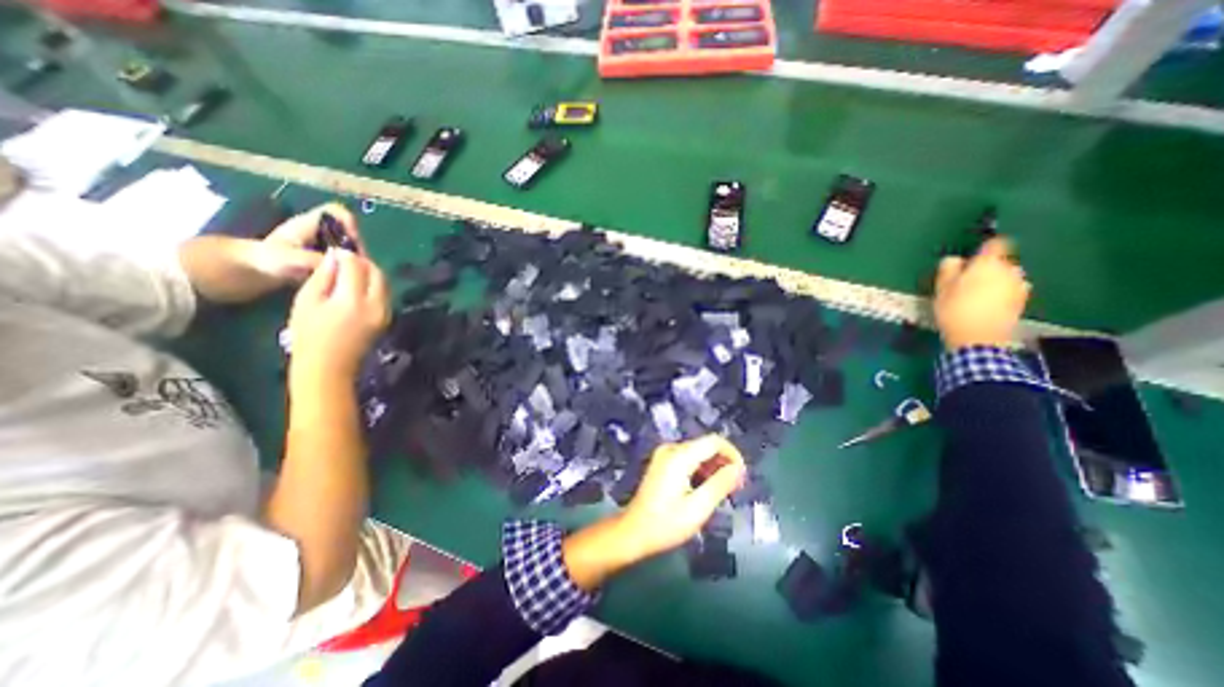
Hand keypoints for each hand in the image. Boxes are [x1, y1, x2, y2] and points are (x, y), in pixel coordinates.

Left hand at [177, 201, 361, 303]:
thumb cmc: (251, 262)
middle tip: (358, 271)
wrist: (227, 276)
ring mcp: (318, 250)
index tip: (355, 249)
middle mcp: (317, 234)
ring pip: (347, 251)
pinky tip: (345, 285)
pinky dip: (347, 273)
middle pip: (348, 234)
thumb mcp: (280, 260)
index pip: (338, 213)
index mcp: (306, 225)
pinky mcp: (319, 265)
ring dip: (354, 264)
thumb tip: (344, 263)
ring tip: (353, 280)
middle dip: (357, 250)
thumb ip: (310, 260)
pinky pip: (342, 265)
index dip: (351, 226)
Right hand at [286, 248, 385, 386]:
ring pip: (384, 283)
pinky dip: (374, 285)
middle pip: (377, 272)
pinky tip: (358, 286)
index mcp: (353, 300)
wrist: (329, 367)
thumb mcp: (307, 301)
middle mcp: (376, 304)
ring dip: (370, 273)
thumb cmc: (309, 335)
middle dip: (363, 261)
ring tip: (351, 271)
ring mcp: (386, 312)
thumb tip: (335, 256)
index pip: (356, 266)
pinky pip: (384, 294)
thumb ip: (324, 276)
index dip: (347, 254)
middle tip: (345, 258)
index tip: (336, 247)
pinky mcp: (387, 318)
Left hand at [560, 436, 745, 589]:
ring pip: (698, 453)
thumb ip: (720, 484)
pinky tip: (705, 489)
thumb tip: (739, 468)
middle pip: (706, 446)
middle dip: (723, 463)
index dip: (733, 454)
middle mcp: (671, 448)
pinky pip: (688, 459)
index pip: (714, 441)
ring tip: (723, 492)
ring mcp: (665, 454)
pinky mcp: (662, 463)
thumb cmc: (666, 523)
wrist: (634, 531)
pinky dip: (701, 470)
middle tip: (735, 488)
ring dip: (713, 468)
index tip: (742, 476)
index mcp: (679, 455)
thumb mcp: (698, 508)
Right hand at [939, 238, 1031, 351]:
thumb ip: (948, 269)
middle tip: (966, 281)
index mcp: (988, 263)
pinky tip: (986, 305)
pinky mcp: (1023, 300)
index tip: (973, 256)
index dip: (984, 248)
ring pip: (1006, 276)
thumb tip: (953, 260)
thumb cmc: (955, 309)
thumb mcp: (941, 288)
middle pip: (1000, 261)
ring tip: (976, 296)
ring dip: (994, 281)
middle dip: (986, 268)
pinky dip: (1000, 293)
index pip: (995, 244)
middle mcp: (1010, 270)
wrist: (978, 337)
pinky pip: (1011, 290)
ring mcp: (1020, 285)